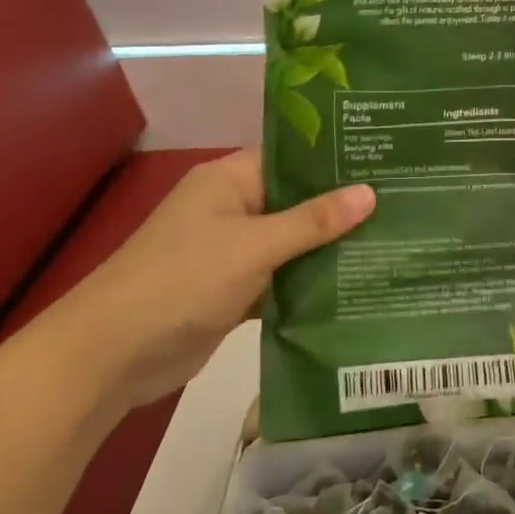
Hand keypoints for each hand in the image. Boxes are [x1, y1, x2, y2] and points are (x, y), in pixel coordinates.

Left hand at [41, 151, 374, 409]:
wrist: (111, 355)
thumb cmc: (181, 280)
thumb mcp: (253, 246)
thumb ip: (313, 222)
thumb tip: (370, 193)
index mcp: (229, 181)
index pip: (291, 158)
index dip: (336, 159)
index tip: (386, 161)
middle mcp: (232, 208)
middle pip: (296, 201)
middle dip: (342, 208)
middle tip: (403, 204)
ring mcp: (232, 252)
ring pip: (292, 243)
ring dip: (329, 248)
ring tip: (392, 241)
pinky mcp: (234, 290)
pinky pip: (282, 278)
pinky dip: (309, 283)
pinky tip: (356, 285)